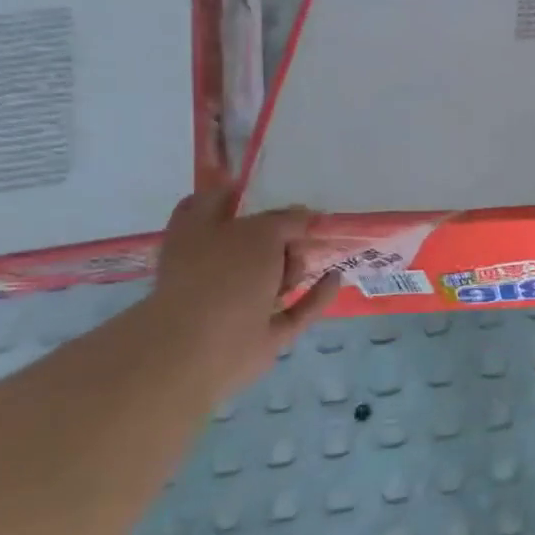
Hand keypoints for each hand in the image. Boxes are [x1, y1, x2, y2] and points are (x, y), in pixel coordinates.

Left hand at [141, 189, 337, 399]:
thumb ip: (288, 220)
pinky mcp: (261, 331)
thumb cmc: (223, 275)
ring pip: (275, 276)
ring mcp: (237, 300)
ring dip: (295, 266)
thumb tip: (308, 217)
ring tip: (301, 265)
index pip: (215, 200)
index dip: (239, 191)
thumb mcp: (262, 231)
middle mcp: (215, 264)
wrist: (203, 346)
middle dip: (282, 235)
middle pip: (255, 240)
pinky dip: (315, 295)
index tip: (273, 187)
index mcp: (199, 232)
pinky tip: (336, 278)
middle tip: (303, 232)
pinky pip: (296, 309)